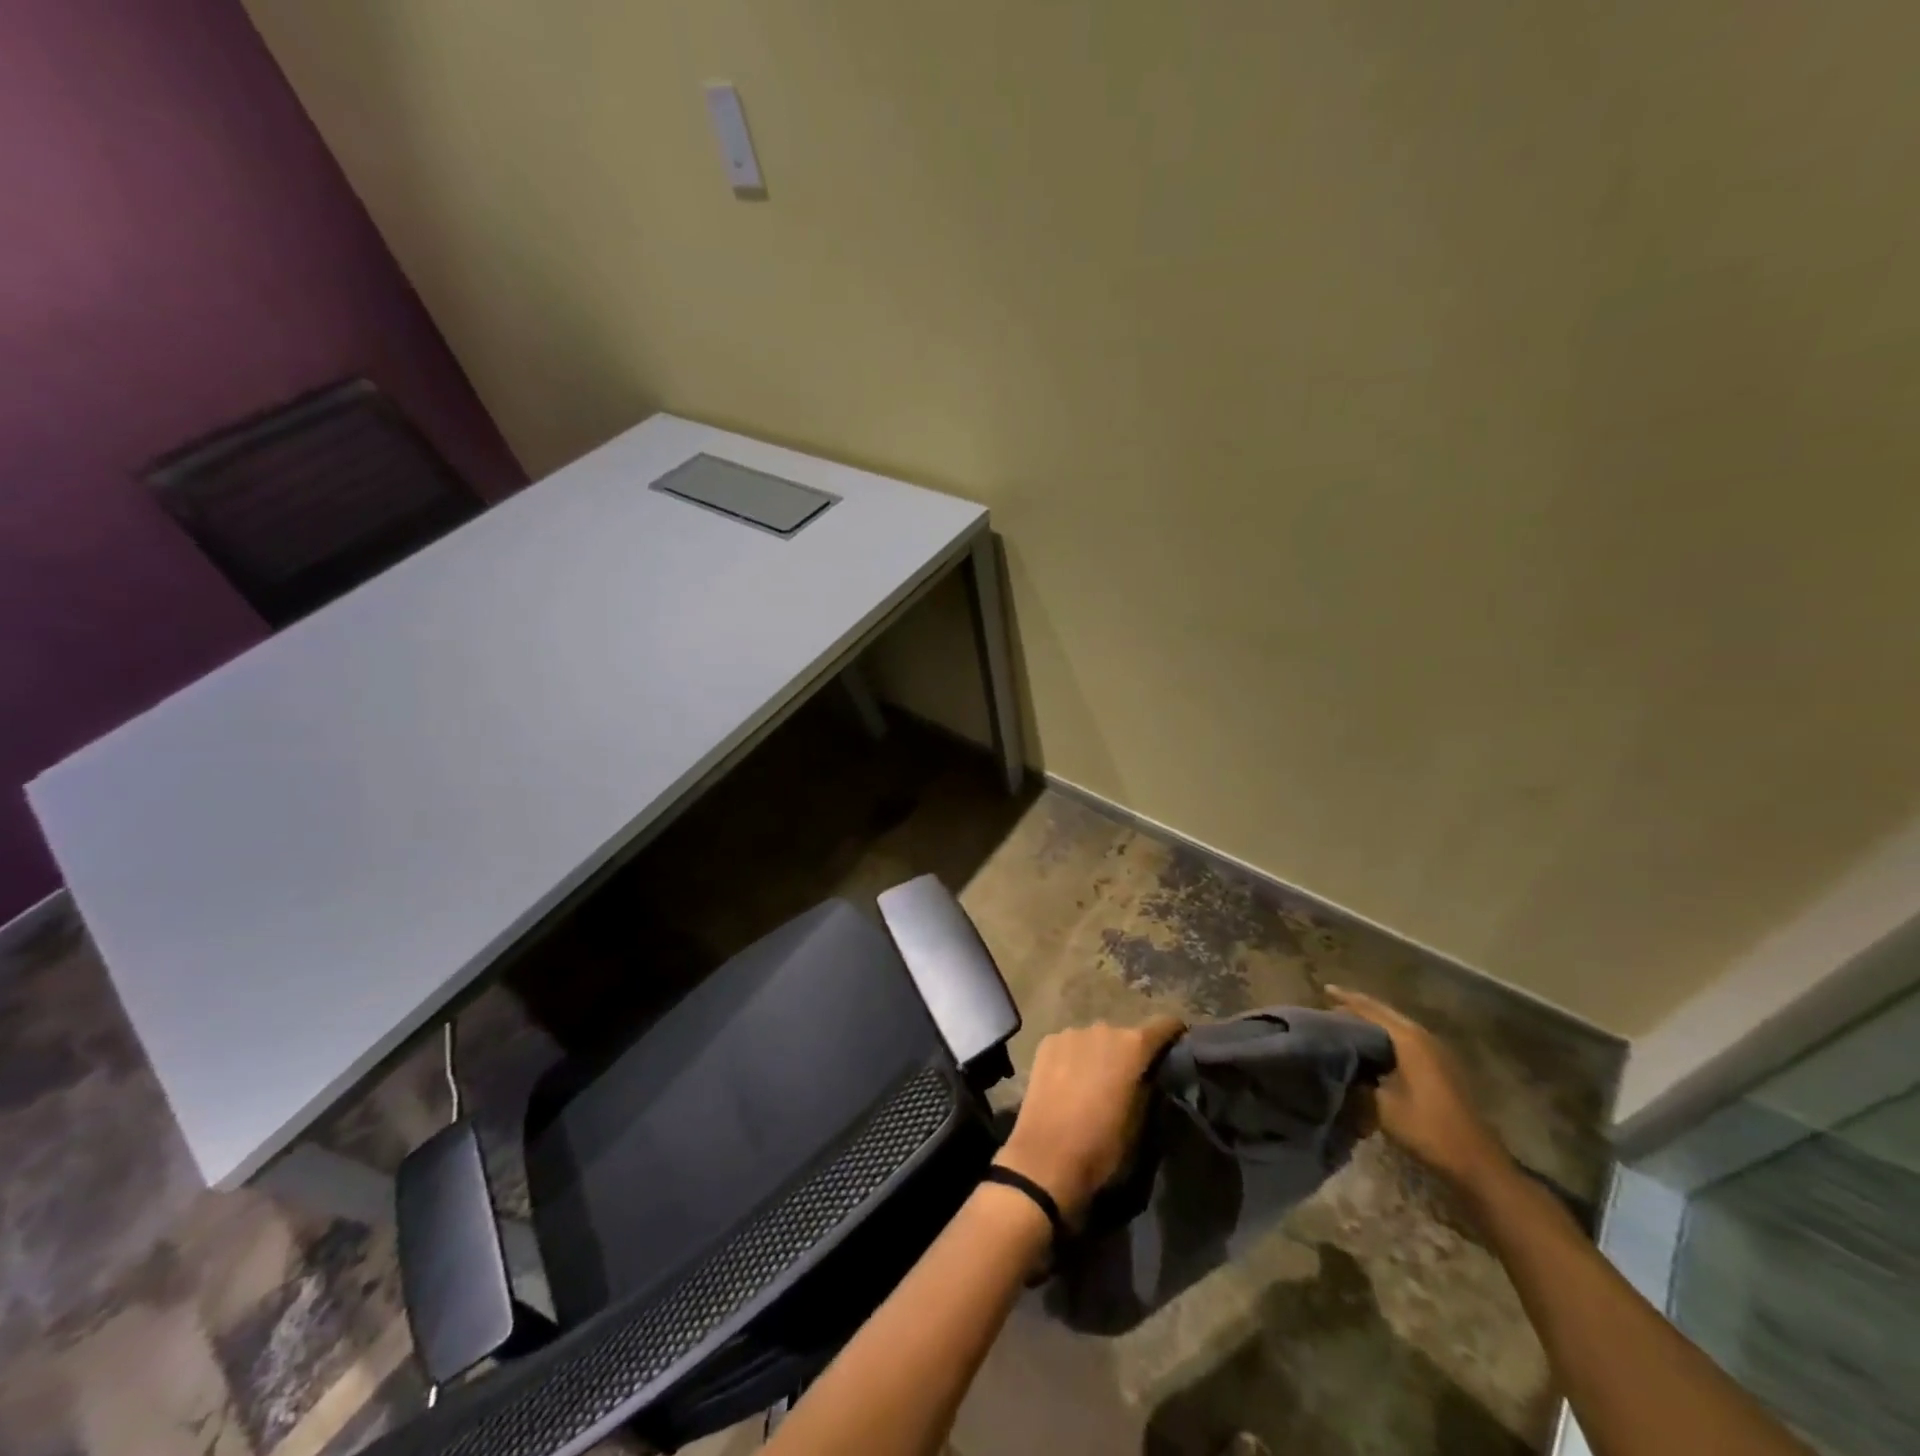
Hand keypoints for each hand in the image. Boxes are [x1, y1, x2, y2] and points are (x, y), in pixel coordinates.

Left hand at [995, 1016, 1186, 1223]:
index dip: (1173, 1034)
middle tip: (1129, 1080)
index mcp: (1132, 1046)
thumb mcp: (1140, 1122)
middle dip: (1130, 1052)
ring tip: (1095, 1082)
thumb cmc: (1102, 1146)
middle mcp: (1103, 1029)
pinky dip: (1074, 1057)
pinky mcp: (1046, 1043)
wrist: (1046, 1159)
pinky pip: (1070, 1045)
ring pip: (1096, 1039)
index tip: (1177, 1046)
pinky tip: (1068, 1081)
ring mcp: (1071, 1033)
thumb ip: (1148, 1087)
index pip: (1164, 1025)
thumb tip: (1150, 1074)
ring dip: (1100, 1054)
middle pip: (1125, 1034)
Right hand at [1326, 986, 1509, 1194]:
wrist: (1476, 1163)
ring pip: (1397, 1025)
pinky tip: (1374, 1043)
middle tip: (1331, 1001)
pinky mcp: (1442, 1067)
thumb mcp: (1382, 1105)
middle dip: (1359, 1005)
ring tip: (1347, 1019)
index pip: (1371, 1010)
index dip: (1346, 999)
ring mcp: (1437, 1052)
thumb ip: (1359, 1078)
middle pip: (1386, 1012)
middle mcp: (1424, 1038)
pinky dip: (1386, 1034)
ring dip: (1374, 1019)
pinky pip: (1407, 1039)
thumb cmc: (1427, 1130)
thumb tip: (1342, 1062)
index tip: (1324, 990)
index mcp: (1409, 1040)